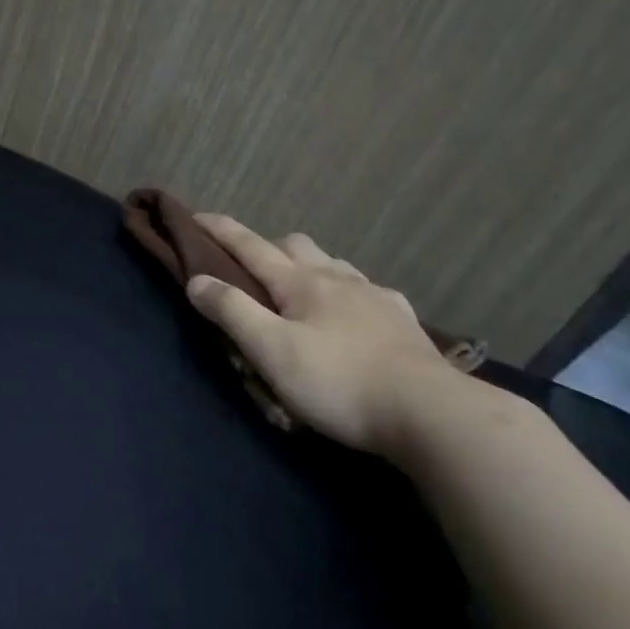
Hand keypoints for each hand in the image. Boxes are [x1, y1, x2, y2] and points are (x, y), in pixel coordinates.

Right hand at [184, 213, 458, 456]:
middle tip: (251, 268)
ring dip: (308, 266)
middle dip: (267, 246)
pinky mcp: (403, 321)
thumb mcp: (272, 351)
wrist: (432, 413)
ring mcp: (375, 296)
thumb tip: (196, 281)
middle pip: (295, 244)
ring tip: (300, 290)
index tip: (196, 215)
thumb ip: (231, 312)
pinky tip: (353, 314)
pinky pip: (366, 290)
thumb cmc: (339, 383)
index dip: (221, 230)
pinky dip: (346, 292)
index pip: (250, 246)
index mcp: (301, 283)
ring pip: (333, 263)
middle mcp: (337, 278)